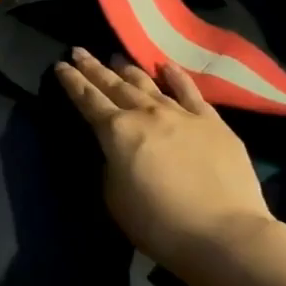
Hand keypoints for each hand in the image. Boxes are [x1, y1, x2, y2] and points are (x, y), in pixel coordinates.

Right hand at [55, 48, 273, 273]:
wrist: (224, 234)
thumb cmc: (159, 223)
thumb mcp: (114, 197)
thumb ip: (111, 166)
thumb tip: (117, 152)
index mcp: (116, 132)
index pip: (87, 99)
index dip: (72, 81)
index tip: (60, 65)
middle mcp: (145, 114)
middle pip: (114, 85)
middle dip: (93, 68)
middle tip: (79, 51)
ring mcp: (181, 114)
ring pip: (148, 84)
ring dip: (128, 70)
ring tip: (116, 57)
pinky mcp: (212, 123)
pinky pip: (189, 92)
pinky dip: (175, 77)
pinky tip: (166, 66)